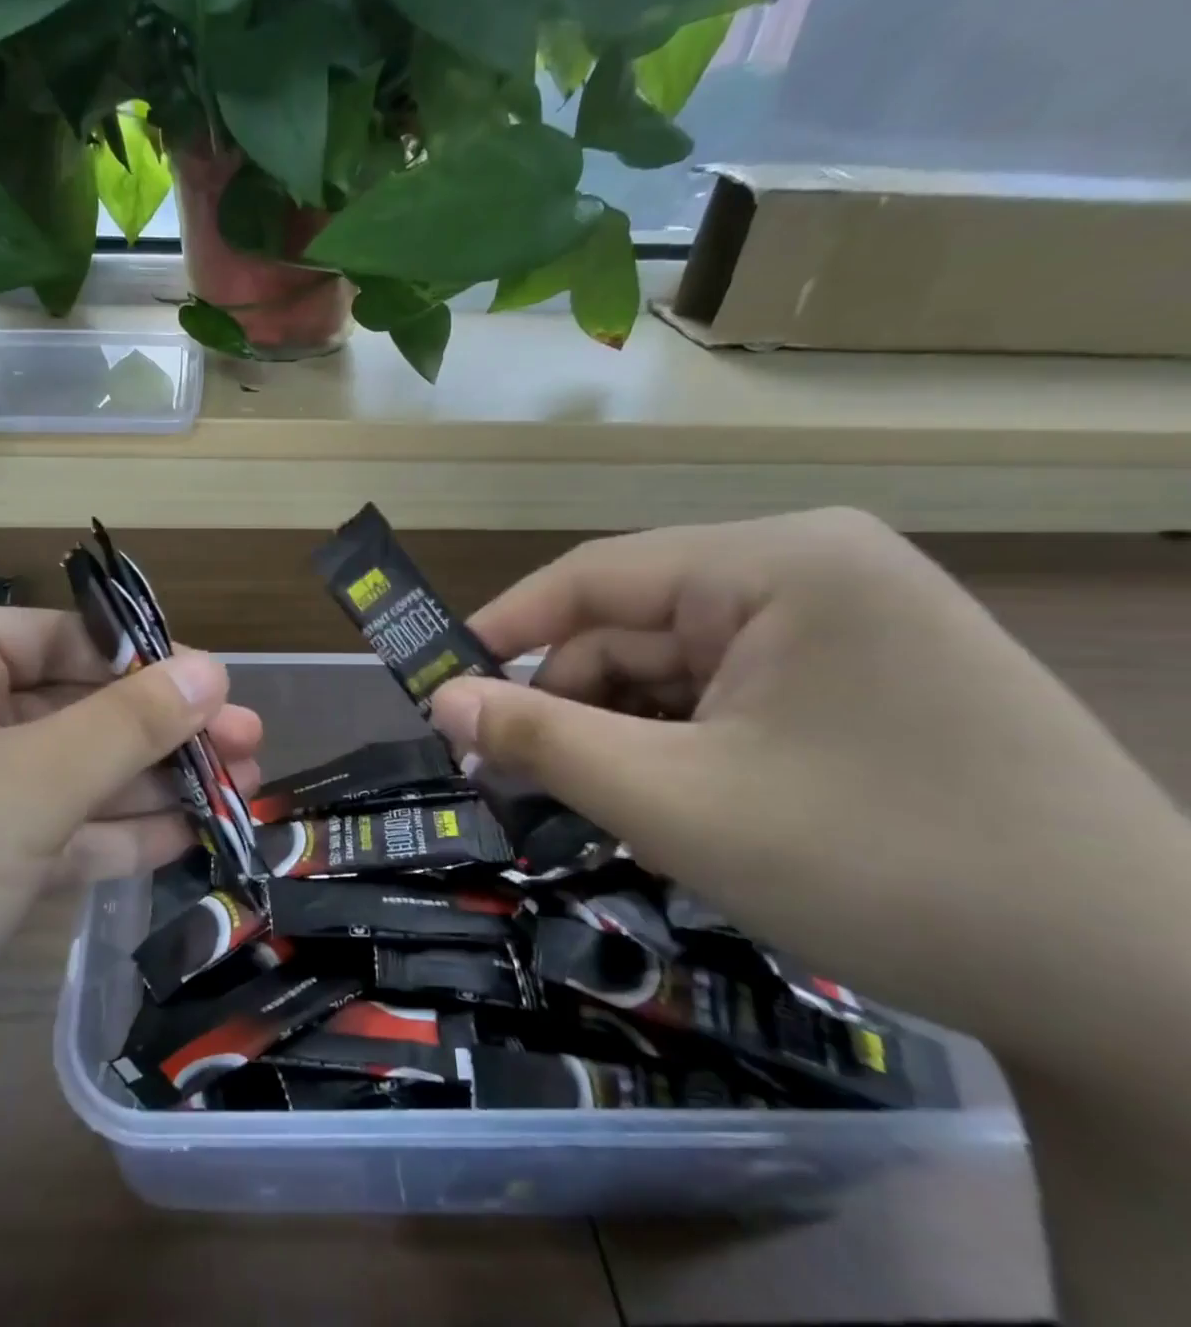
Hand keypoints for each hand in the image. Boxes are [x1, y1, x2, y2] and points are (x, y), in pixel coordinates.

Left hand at [0, 607, 257, 1117]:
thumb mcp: (23, 787)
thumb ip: (126, 725)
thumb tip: (210, 671)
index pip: (58, 637)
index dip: (146, 661)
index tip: (222, 692)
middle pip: (66, 707)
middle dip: (158, 732)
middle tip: (248, 749)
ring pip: (57, 776)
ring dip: (142, 786)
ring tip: (235, 795)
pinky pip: (35, 834)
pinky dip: (101, 836)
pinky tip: (175, 841)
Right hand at [430, 509, 1188, 1066]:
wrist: (1143, 993)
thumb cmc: (883, 867)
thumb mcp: (676, 801)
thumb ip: (542, 740)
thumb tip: (443, 704)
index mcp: (777, 563)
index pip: (595, 576)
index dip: (503, 630)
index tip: (437, 685)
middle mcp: (812, 572)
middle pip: (635, 628)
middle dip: (566, 702)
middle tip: (505, 777)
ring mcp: (843, 626)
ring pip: (675, 669)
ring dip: (619, 732)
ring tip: (585, 803)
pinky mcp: (859, 681)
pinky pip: (725, 696)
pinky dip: (674, 744)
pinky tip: (661, 802)